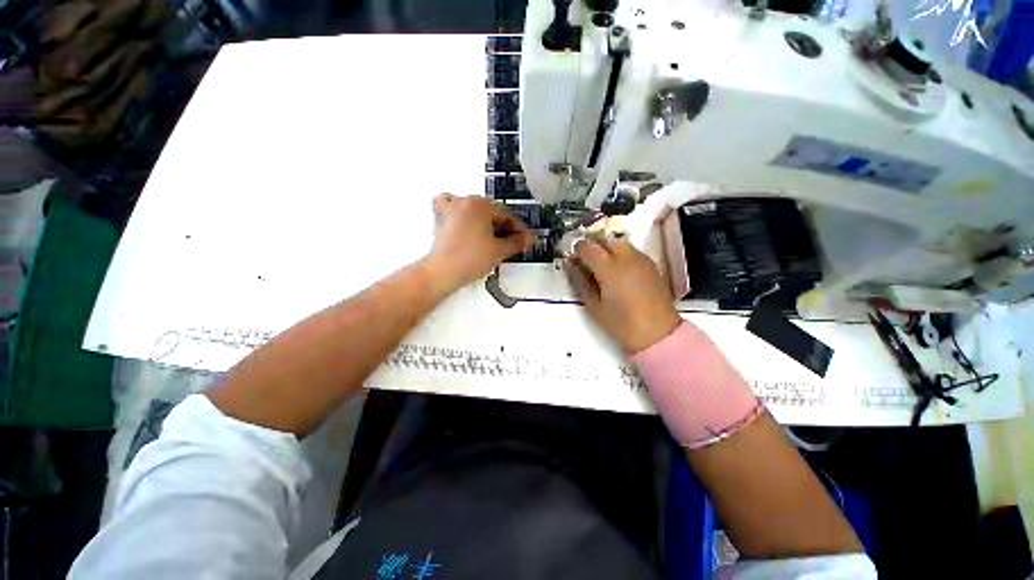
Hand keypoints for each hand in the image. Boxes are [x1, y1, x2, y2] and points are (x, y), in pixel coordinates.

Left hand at [424, 194, 533, 293]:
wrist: (443, 273)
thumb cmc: (469, 259)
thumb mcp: (499, 250)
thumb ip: (517, 242)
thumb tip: (528, 239)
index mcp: (480, 204)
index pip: (507, 215)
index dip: (519, 229)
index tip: (525, 239)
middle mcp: (464, 201)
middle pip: (491, 212)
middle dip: (504, 227)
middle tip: (513, 242)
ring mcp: (450, 209)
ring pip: (474, 210)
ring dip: (486, 221)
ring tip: (494, 236)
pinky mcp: (441, 220)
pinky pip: (453, 209)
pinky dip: (461, 214)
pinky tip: (467, 223)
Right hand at [566, 237, 682, 353]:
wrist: (658, 334)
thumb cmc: (621, 324)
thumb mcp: (593, 306)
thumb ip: (580, 281)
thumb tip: (571, 264)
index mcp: (610, 269)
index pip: (588, 247)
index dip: (577, 249)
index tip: (572, 257)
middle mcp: (627, 258)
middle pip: (605, 239)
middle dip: (593, 246)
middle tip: (586, 261)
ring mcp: (642, 260)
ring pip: (619, 242)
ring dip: (607, 249)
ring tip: (602, 267)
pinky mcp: (651, 265)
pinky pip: (632, 251)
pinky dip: (621, 254)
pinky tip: (619, 272)